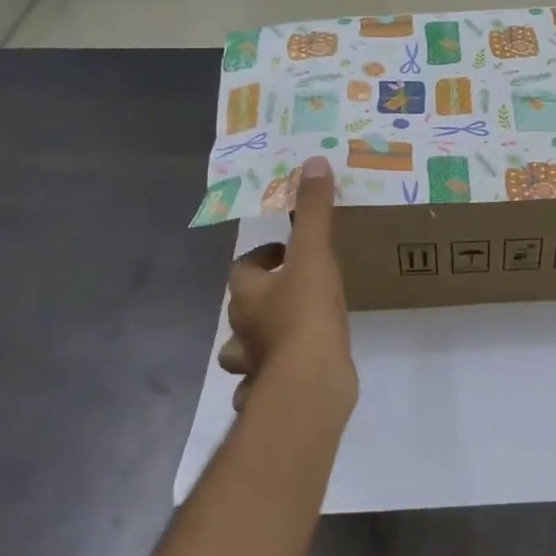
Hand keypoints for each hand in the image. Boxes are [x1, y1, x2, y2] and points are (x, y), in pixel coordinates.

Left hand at [218, 156, 357, 424]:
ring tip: (288, 336)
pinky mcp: (270, 392)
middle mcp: (242, 330)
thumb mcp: (314, 255)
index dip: (262, 258)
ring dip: (257, 343)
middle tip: (293, 290)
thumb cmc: (307, 314)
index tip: (285, 253)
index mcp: (248, 294)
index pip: (243, 269)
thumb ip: (313, 212)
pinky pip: (261, 385)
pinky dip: (268, 380)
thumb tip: (312, 163)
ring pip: (243, 352)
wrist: (310, 383)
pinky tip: (291, 375)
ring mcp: (253, 366)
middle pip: (240, 309)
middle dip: (260, 299)